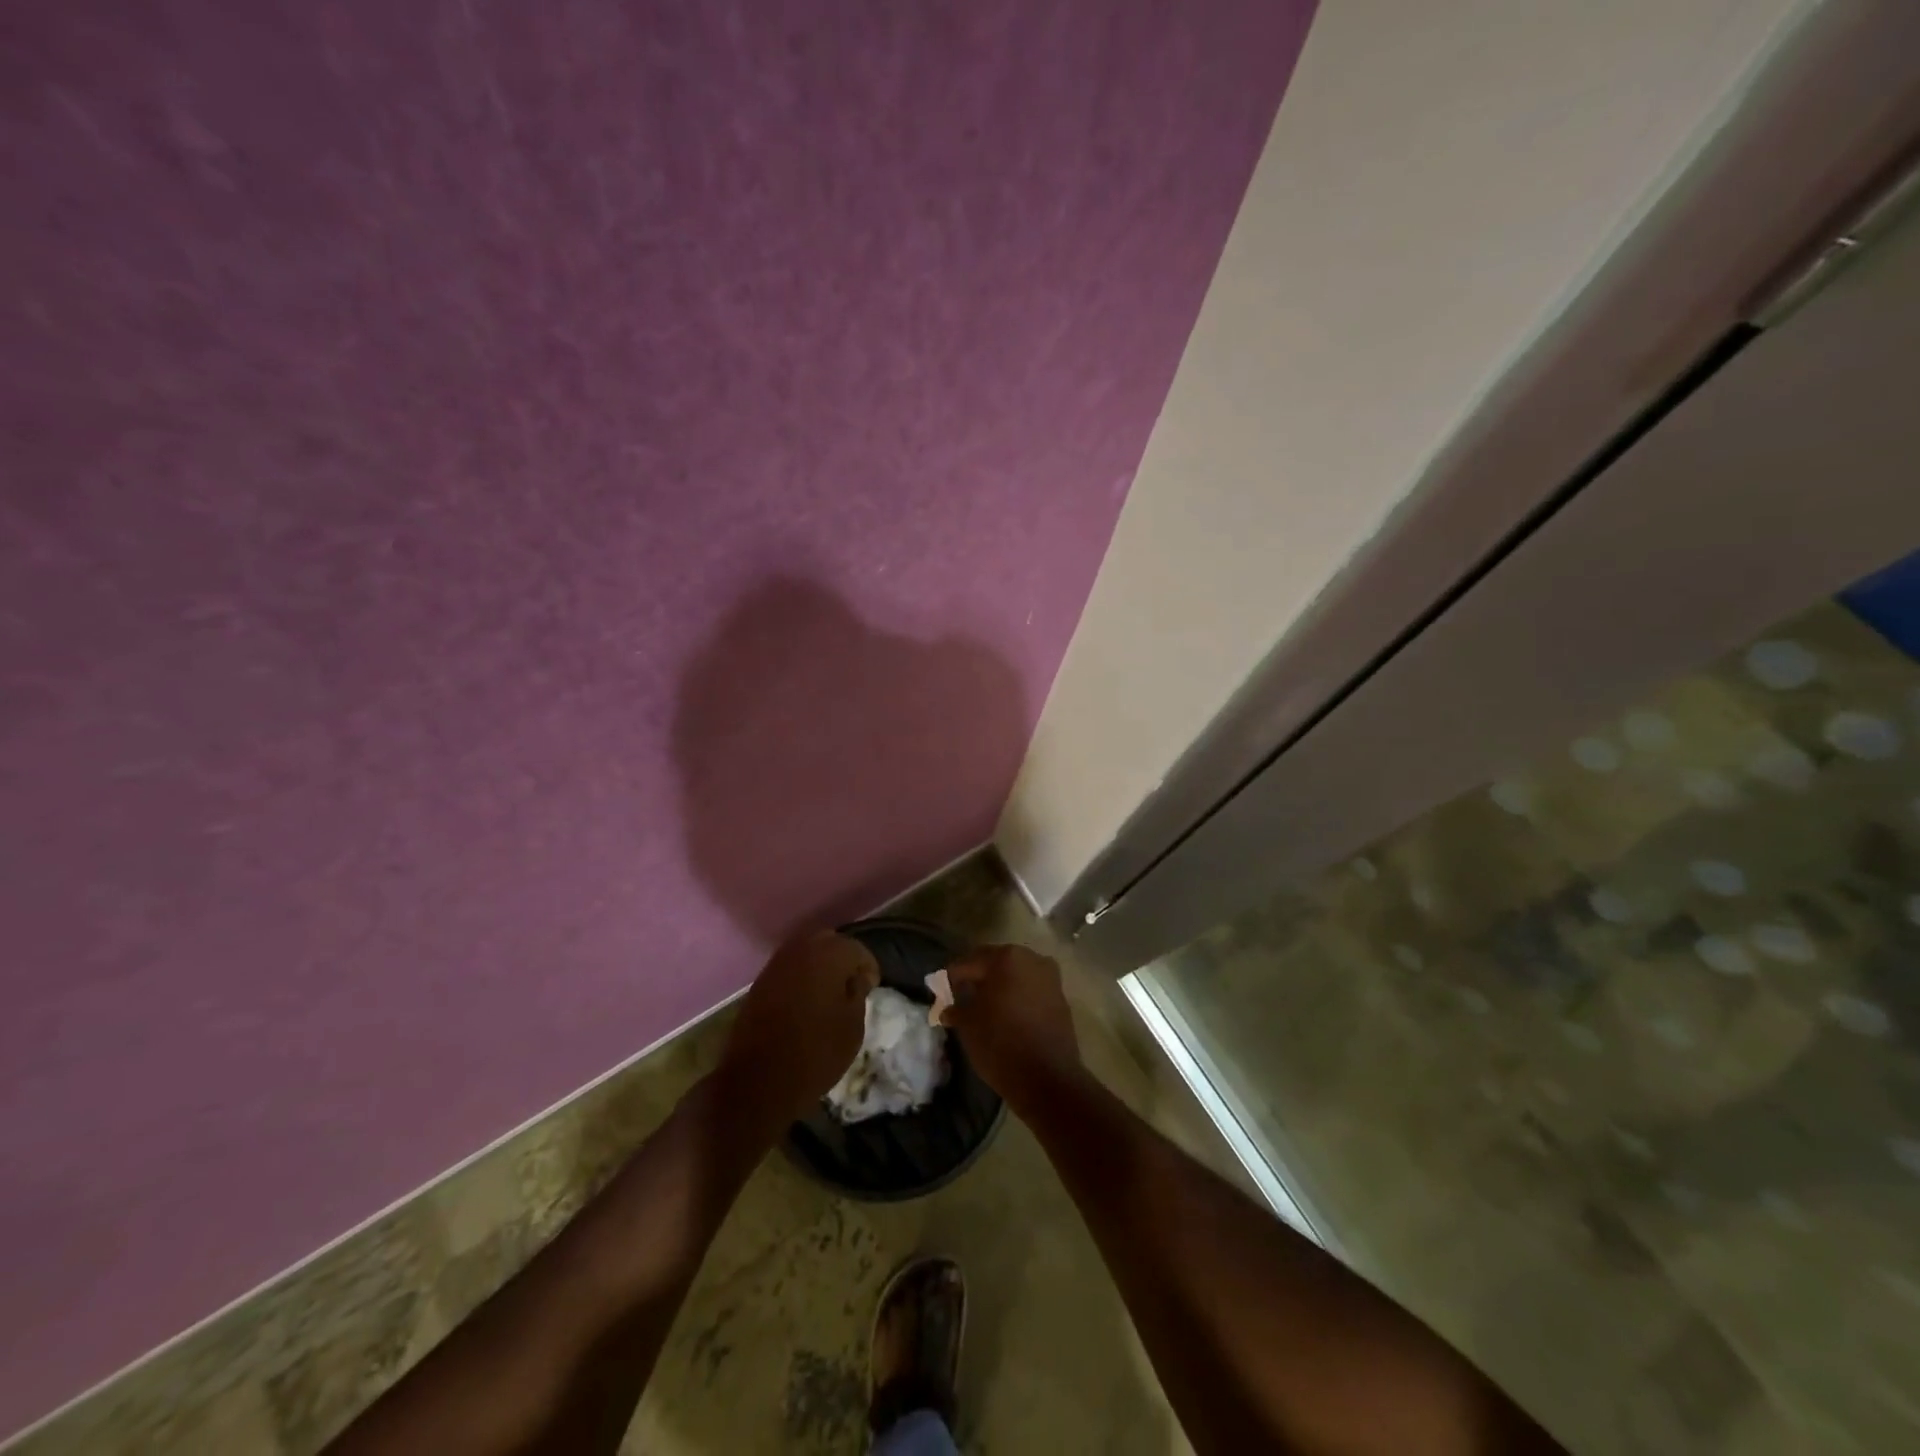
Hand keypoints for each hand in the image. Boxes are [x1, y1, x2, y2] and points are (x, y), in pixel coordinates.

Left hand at [715, 930, 878, 1134]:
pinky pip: (789, 969)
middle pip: (829, 942)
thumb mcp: (852, 1026)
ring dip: (820, 966)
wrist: (758, 1081)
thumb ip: (858, 993)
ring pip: (806, 952)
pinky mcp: (759, 983)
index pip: (856, 949)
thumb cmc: (816, 1053)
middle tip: (852, 984)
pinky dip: (801, 977)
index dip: (868, 967)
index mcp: (828, 955)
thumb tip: (856, 978)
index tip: (872, 987)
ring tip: (830, 993)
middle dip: (843, 958)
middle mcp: (800, 950)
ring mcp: (776, 965)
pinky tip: (807, 999)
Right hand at [944, 944, 1081, 1110]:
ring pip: (1015, 977)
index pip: (969, 962)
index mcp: (1006, 957)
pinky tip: (1005, 1016)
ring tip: (983, 1008)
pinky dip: (1016, 998)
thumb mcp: (967, 1025)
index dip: (952, 977)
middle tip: (960, 997)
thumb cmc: (1000, 1043)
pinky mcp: (1061, 999)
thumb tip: (948, 1008)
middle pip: (995, 964)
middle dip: (978, 979)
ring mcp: (1050, 978)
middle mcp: (1032, 959)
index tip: (941, 992)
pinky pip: (1031, 991)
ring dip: (999, 988)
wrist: (1047, 1078)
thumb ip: (955, 1008)